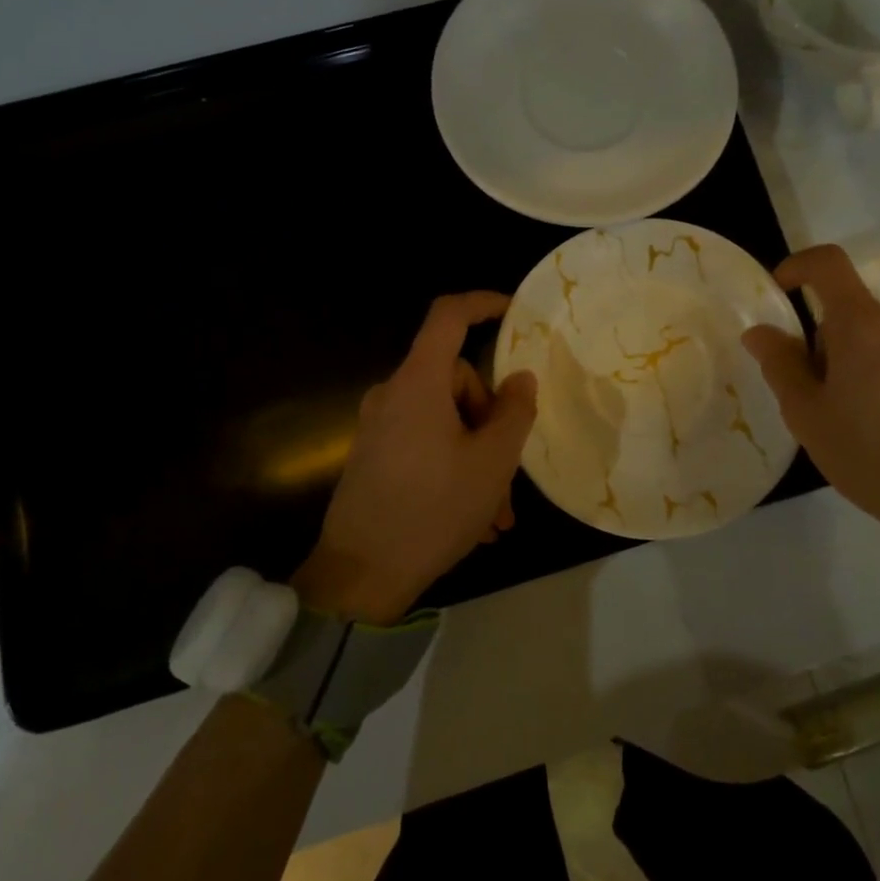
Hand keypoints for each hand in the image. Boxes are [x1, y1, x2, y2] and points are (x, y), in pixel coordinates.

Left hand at [291, 292, 536, 623]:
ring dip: (477, 455)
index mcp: (418, 384)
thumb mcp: (492, 463)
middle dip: (489, 419)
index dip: (482, 303)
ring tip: (497, 512)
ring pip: (445, 420)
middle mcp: (393, 395)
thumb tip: (520, 379)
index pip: (448, 316)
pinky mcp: (374, 456)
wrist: (358, 577)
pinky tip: (473, 519)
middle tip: (510, 473)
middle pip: (455, 380)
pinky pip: (425, 443)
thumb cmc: (433, 510)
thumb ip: (514, 413)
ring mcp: (379, 427)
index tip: (515, 313)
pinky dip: (453, 467)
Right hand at [742, 245, 879, 597]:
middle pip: (855, 312)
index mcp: (864, 325)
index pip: (828, 264)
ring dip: (867, 358)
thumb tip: (760, 331)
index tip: (782, 291)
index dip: (799, 266)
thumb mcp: (808, 417)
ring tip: (868, 416)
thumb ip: (780, 365)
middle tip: (827, 397)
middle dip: (832, 341)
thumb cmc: (873, 457)